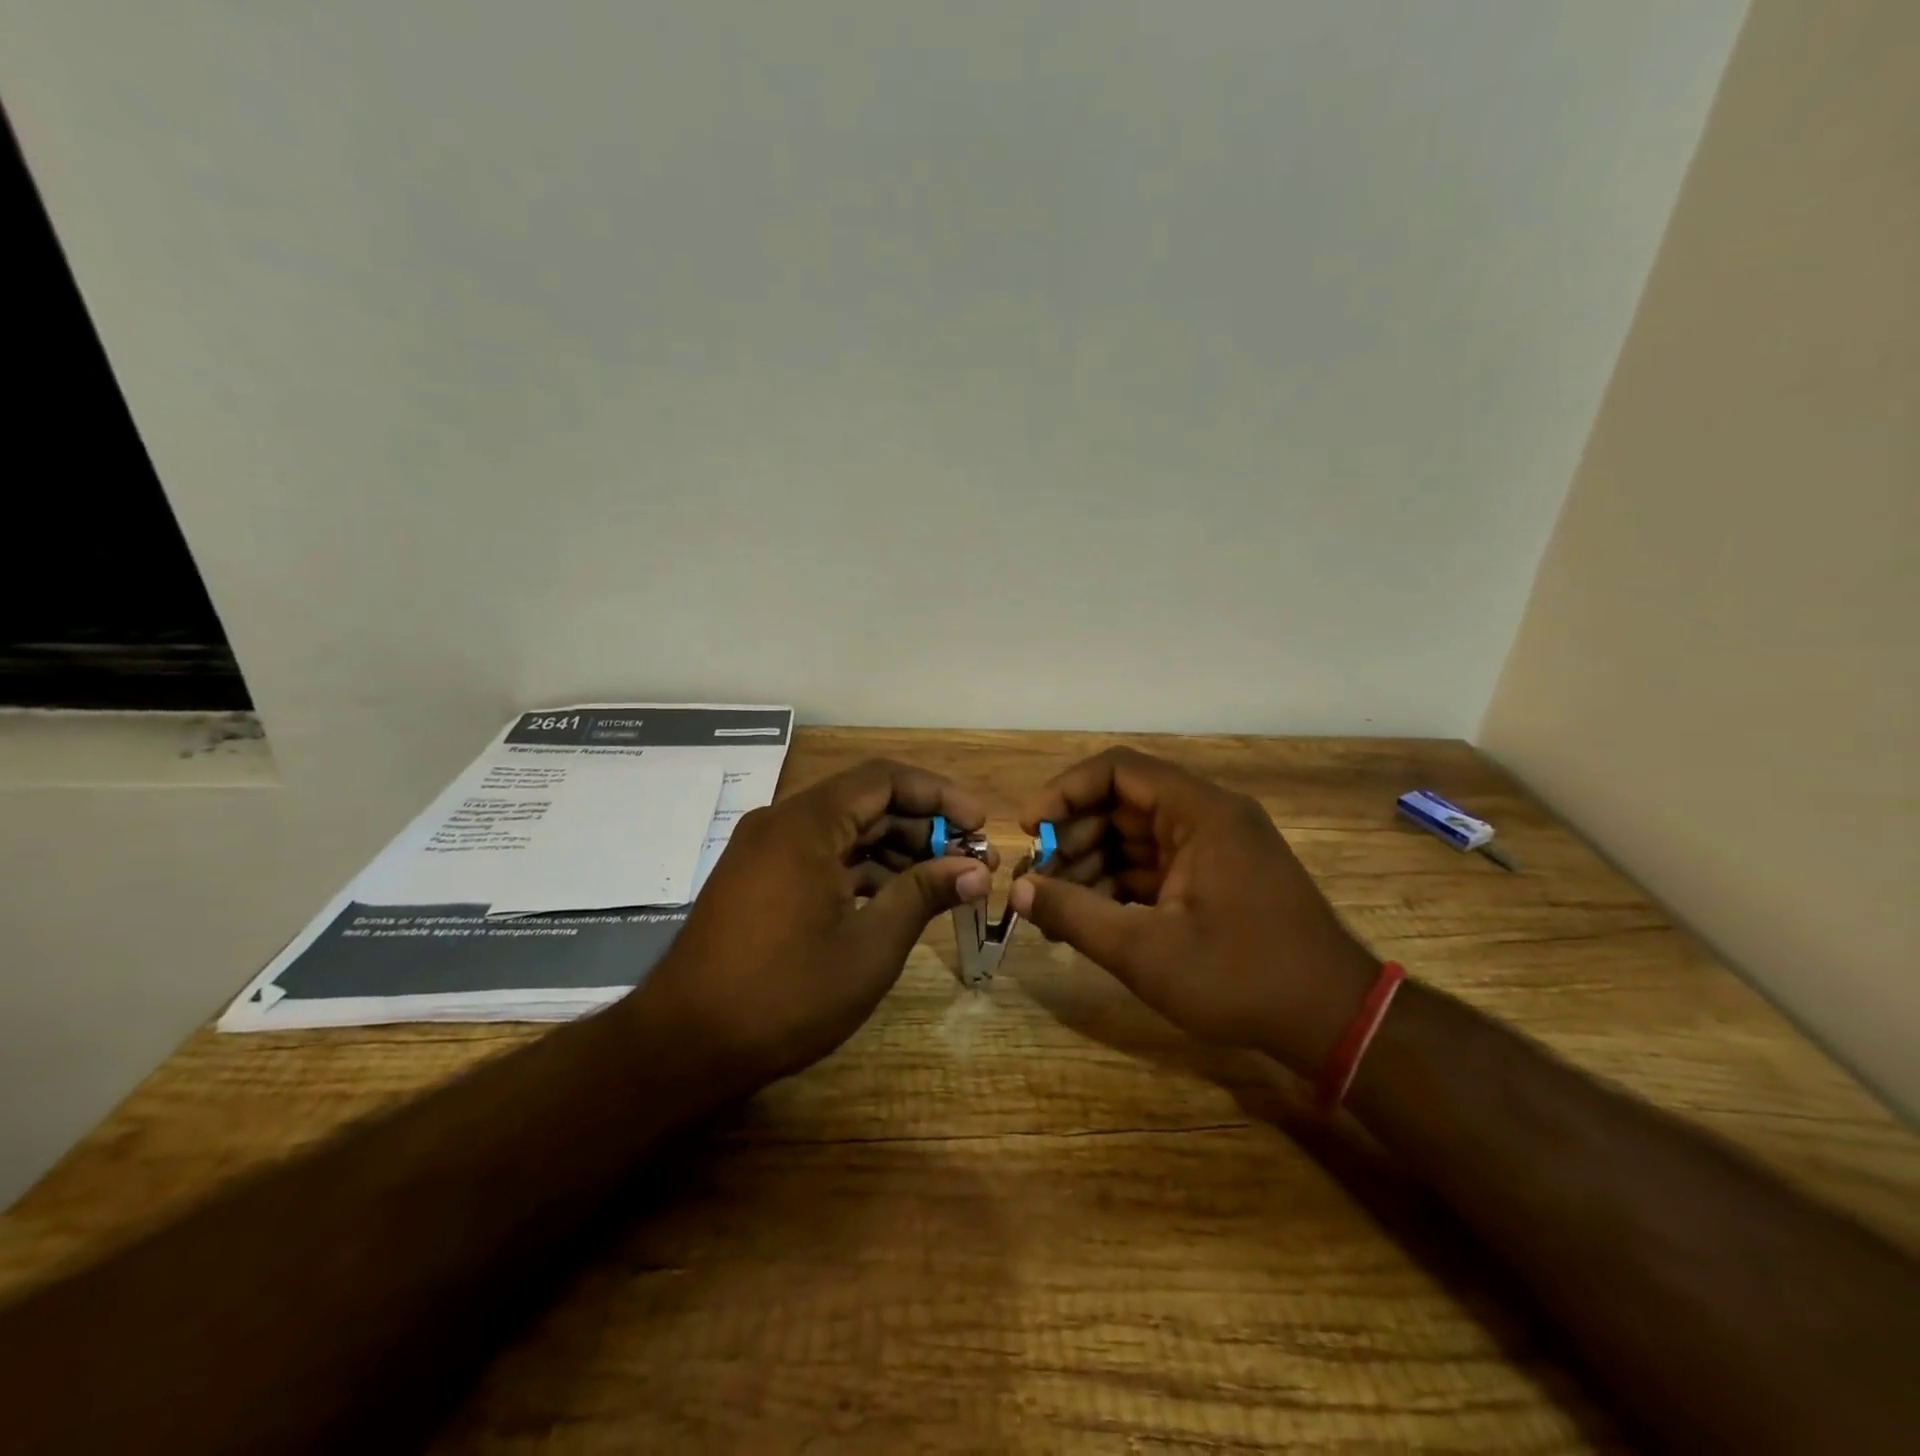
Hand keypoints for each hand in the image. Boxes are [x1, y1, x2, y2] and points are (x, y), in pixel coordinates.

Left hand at [626, 759, 991, 1089]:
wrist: (684, 1046)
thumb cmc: (784, 995)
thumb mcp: (868, 947)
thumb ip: (923, 894)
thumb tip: (977, 869)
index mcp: (806, 823)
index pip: (885, 779)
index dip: (940, 795)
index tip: (980, 825)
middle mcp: (783, 823)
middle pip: (867, 803)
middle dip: (924, 827)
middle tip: (971, 861)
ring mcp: (767, 851)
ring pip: (846, 832)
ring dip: (897, 851)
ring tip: (944, 883)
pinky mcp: (760, 879)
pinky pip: (823, 857)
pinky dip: (863, 871)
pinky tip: (896, 900)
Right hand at [1008, 747, 1378, 1076]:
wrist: (1334, 1022)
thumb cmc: (1240, 977)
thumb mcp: (1145, 951)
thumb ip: (1074, 914)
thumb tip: (1017, 890)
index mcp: (1200, 812)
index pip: (1117, 769)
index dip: (1065, 791)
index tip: (1029, 828)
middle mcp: (1208, 816)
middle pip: (1122, 803)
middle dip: (1073, 837)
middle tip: (1038, 880)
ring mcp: (1214, 847)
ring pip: (1134, 837)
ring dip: (1091, 865)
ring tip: (1056, 909)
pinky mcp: (1216, 877)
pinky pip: (1154, 865)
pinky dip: (1119, 885)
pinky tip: (1090, 918)